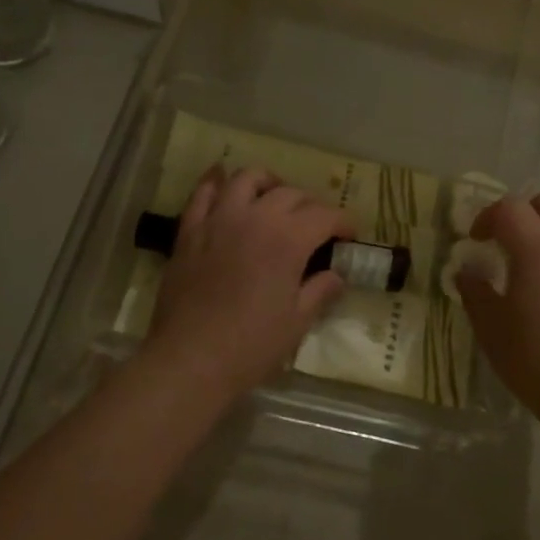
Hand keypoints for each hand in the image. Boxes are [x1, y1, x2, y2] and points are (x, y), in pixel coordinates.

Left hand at [144, 167, 355, 401]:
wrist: (190, 359)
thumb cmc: (251, 346)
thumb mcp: (297, 322)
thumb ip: (320, 291)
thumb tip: (336, 275)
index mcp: (287, 240)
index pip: (325, 215)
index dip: (343, 222)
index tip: (349, 236)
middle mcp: (255, 218)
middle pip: (290, 193)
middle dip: (310, 205)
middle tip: (316, 226)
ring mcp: (218, 220)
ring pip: (247, 179)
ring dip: (268, 183)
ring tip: (274, 197)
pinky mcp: (190, 230)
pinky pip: (202, 193)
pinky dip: (216, 182)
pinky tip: (222, 182)